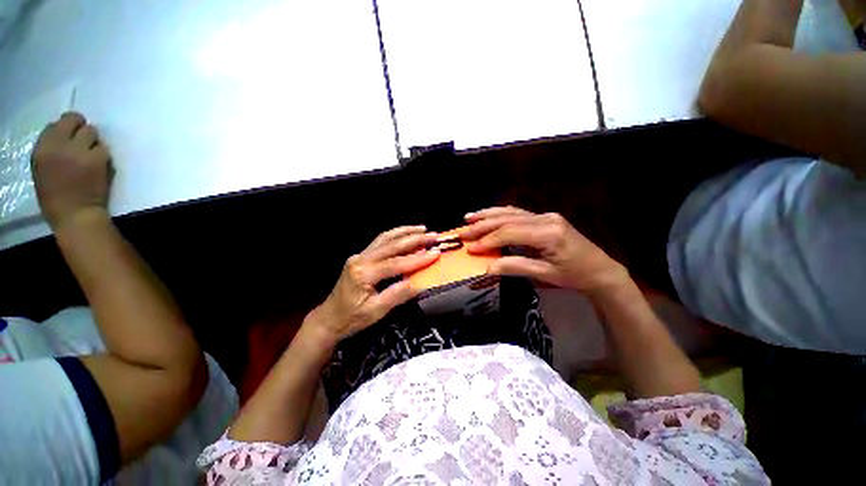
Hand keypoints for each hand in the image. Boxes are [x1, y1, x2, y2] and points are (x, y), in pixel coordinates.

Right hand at [31, 112, 111, 230]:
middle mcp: (60, 145)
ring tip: (91, 155)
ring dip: (93, 142)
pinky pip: (104, 148)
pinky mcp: (99, 158)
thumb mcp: (42, 168)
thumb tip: (63, 133)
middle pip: (77, 121)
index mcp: (42, 149)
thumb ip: (51, 148)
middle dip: (82, 129)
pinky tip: (99, 164)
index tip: (71, 133)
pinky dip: (103, 154)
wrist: (75, 214)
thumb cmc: (55, 196)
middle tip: (84, 141)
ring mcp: (80, 150)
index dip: (67, 126)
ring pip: (93, 133)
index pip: (57, 123)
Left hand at [308, 226, 440, 343]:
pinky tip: (404, 233)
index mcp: (364, 274)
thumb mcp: (376, 312)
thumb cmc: (352, 318)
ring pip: (385, 238)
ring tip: (422, 229)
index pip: (397, 263)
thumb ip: (397, 295)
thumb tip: (419, 283)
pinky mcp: (360, 256)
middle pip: (392, 245)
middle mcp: (361, 259)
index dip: (418, 259)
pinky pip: (380, 241)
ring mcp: (359, 255)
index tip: (436, 252)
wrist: (329, 318)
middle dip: (415, 239)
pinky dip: (395, 235)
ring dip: (405, 232)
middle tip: (433, 235)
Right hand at [461, 207, 628, 293]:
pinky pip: (518, 213)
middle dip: (483, 225)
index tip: (471, 248)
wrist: (599, 269)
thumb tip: (488, 268)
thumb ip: (516, 267)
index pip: (510, 232)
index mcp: (548, 233)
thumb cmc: (574, 275)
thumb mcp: (545, 274)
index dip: (489, 240)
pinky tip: (489, 215)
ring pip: (511, 212)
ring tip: (469, 218)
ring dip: (488, 215)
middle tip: (464, 232)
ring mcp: (545, 215)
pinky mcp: (544, 217)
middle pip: (508, 218)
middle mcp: (545, 218)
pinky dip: (500, 214)